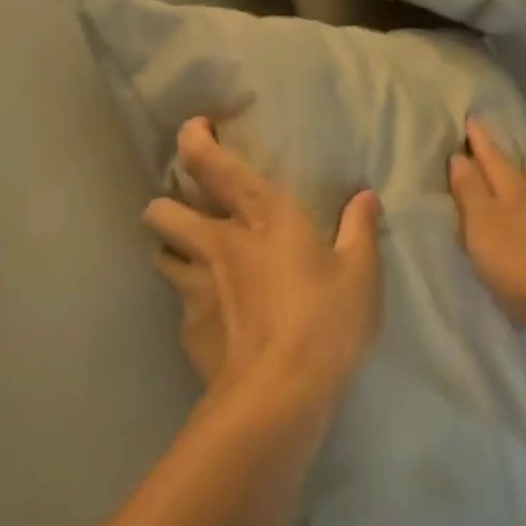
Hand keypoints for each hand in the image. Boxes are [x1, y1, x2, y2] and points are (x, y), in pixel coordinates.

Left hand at [144, 118, 382, 416]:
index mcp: (263, 217)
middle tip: (194, 213)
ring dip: (173, 250)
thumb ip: (360, 229)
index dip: (194, 140)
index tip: (194, 129)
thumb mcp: (361, 273)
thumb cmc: (326, 322)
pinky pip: (179, 300)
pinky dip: (192, 300)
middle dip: (169, 204)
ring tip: (196, 260)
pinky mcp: (187, 328)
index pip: (213, 165)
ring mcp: (195, 286)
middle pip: (162, 209)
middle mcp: (219, 243)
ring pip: (160, 252)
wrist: (278, 396)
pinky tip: (216, 316)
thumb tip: (364, 197)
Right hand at [449, 118, 525, 327]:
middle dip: (505, 152)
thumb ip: (470, 191)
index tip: (472, 120)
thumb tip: (460, 157)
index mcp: (511, 193)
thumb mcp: (482, 224)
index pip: (491, 161)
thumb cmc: (515, 262)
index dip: (481, 142)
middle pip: (520, 169)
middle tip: (498, 135)